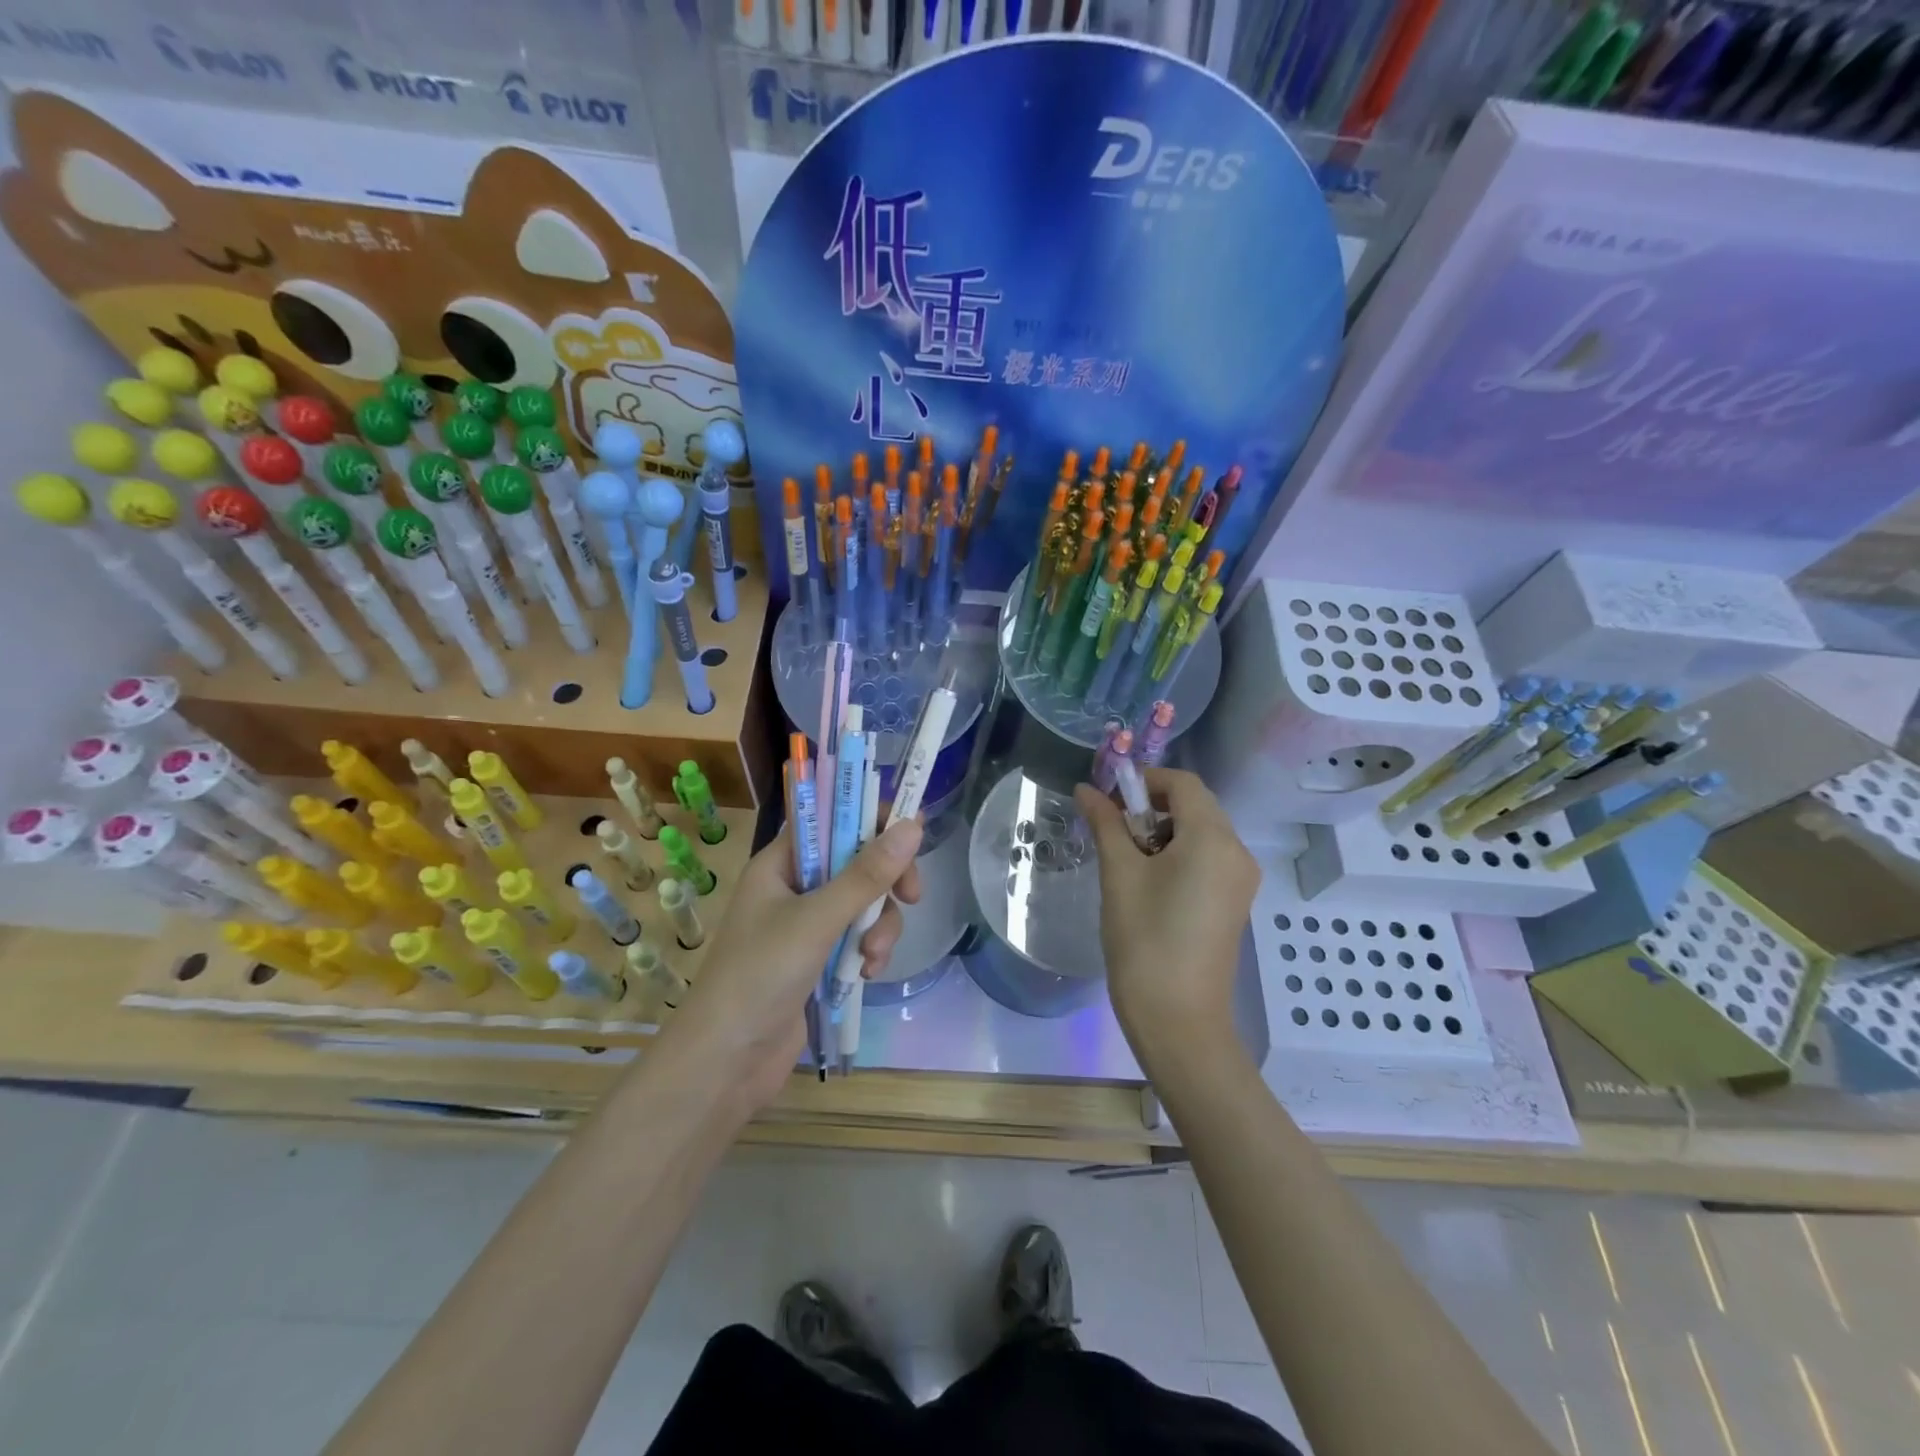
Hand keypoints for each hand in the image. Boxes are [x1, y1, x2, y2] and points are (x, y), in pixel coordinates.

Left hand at [668, 818, 922, 1109]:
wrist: (725, 1062)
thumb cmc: (760, 975)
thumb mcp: (817, 920)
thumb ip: (866, 875)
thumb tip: (914, 826)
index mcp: (780, 864)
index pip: (830, 819)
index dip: (870, 818)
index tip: (911, 832)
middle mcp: (793, 887)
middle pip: (855, 861)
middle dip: (885, 882)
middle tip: (911, 896)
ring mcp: (805, 925)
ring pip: (863, 904)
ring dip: (879, 926)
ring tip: (873, 956)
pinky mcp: (817, 960)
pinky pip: (857, 938)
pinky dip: (868, 951)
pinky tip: (867, 974)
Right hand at [1074, 768, 1258, 1059]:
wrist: (1178, 1019)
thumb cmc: (1144, 939)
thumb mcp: (1118, 874)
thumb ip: (1105, 823)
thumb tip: (1085, 789)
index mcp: (1213, 838)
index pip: (1183, 784)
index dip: (1145, 781)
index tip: (1109, 798)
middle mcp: (1237, 852)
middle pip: (1195, 806)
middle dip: (1152, 807)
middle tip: (1112, 829)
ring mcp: (1240, 880)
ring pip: (1201, 833)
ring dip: (1163, 831)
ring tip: (1125, 859)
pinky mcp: (1235, 902)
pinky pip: (1208, 859)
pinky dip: (1178, 854)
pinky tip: (1148, 881)